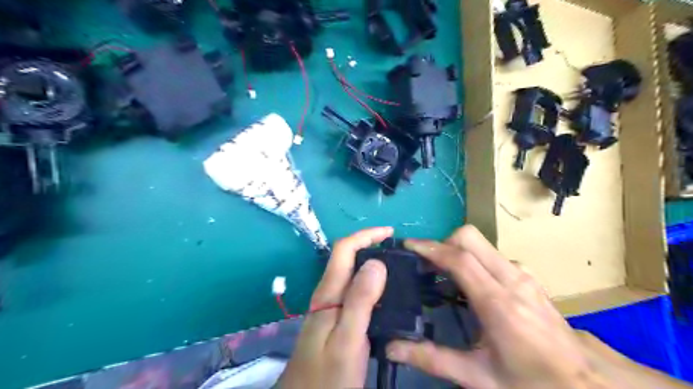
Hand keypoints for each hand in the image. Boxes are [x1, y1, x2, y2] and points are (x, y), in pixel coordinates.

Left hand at [278, 227, 391, 387]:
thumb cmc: (328, 375)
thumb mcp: (347, 338)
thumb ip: (360, 301)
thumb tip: (376, 262)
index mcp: (329, 292)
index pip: (344, 249)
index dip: (366, 235)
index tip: (390, 233)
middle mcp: (328, 293)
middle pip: (347, 257)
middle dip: (370, 245)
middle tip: (398, 251)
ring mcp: (331, 306)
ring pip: (351, 273)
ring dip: (372, 263)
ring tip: (397, 268)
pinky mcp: (336, 318)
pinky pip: (355, 290)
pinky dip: (371, 283)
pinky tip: (385, 294)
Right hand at [388, 225, 607, 388]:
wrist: (585, 384)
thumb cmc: (531, 382)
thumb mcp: (478, 377)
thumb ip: (434, 359)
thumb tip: (393, 347)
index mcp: (499, 305)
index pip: (459, 260)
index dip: (430, 248)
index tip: (408, 246)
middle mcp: (512, 280)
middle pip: (470, 238)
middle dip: (442, 243)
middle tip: (427, 264)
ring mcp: (523, 275)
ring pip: (481, 243)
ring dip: (456, 249)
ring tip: (442, 272)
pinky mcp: (528, 276)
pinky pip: (492, 254)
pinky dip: (472, 258)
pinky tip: (469, 282)